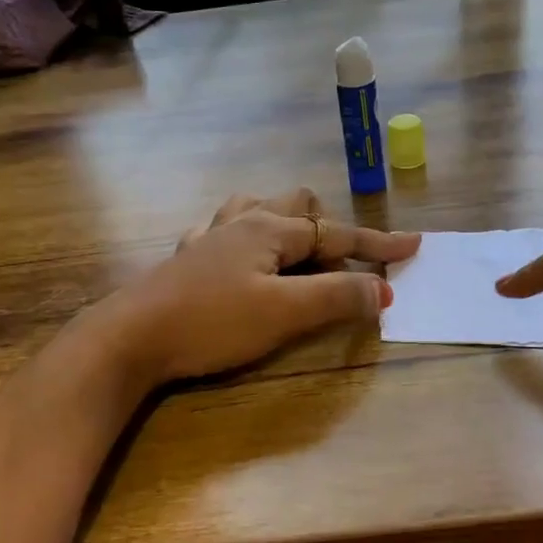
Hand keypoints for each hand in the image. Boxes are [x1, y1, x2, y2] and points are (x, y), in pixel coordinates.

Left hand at [95, 188, 419, 386]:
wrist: (129, 338)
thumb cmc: (211, 322)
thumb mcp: (283, 313)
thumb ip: (336, 298)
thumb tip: (383, 289)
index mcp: (268, 228)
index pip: (336, 232)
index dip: (377, 242)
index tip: (413, 246)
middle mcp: (240, 222)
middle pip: (296, 205)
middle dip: (327, 229)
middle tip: (339, 265)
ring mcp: (209, 237)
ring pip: (256, 209)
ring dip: (285, 224)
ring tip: (295, 253)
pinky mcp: (186, 259)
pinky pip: (222, 230)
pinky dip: (245, 237)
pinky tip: (238, 257)